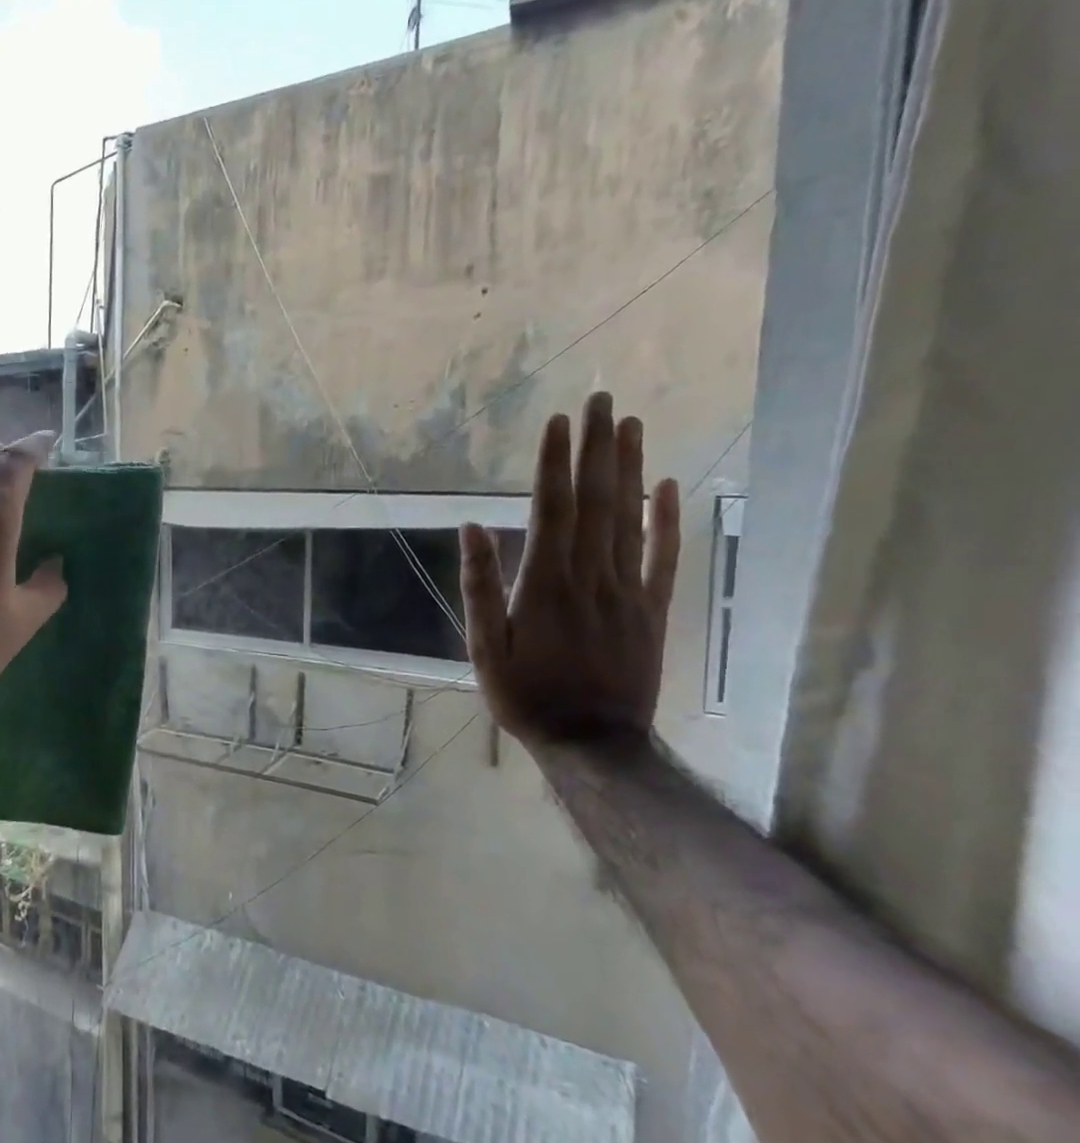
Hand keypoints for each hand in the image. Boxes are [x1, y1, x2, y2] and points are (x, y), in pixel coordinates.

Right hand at [460, 392, 680, 748]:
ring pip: (631, 518)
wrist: (592, 743)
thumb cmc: (525, 694)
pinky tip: (670, 485)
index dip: (555, 462)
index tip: (559, 421)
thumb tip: (472, 527)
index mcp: (545, 582)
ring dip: (630, 468)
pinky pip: (664, 557)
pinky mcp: (653, 609)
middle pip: (595, 500)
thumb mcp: (483, 646)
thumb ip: (480, 585)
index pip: (552, 508)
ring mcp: (628, 590)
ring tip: (631, 424)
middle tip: (601, 400)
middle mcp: (591, 575)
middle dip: (597, 447)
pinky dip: (668, 519)